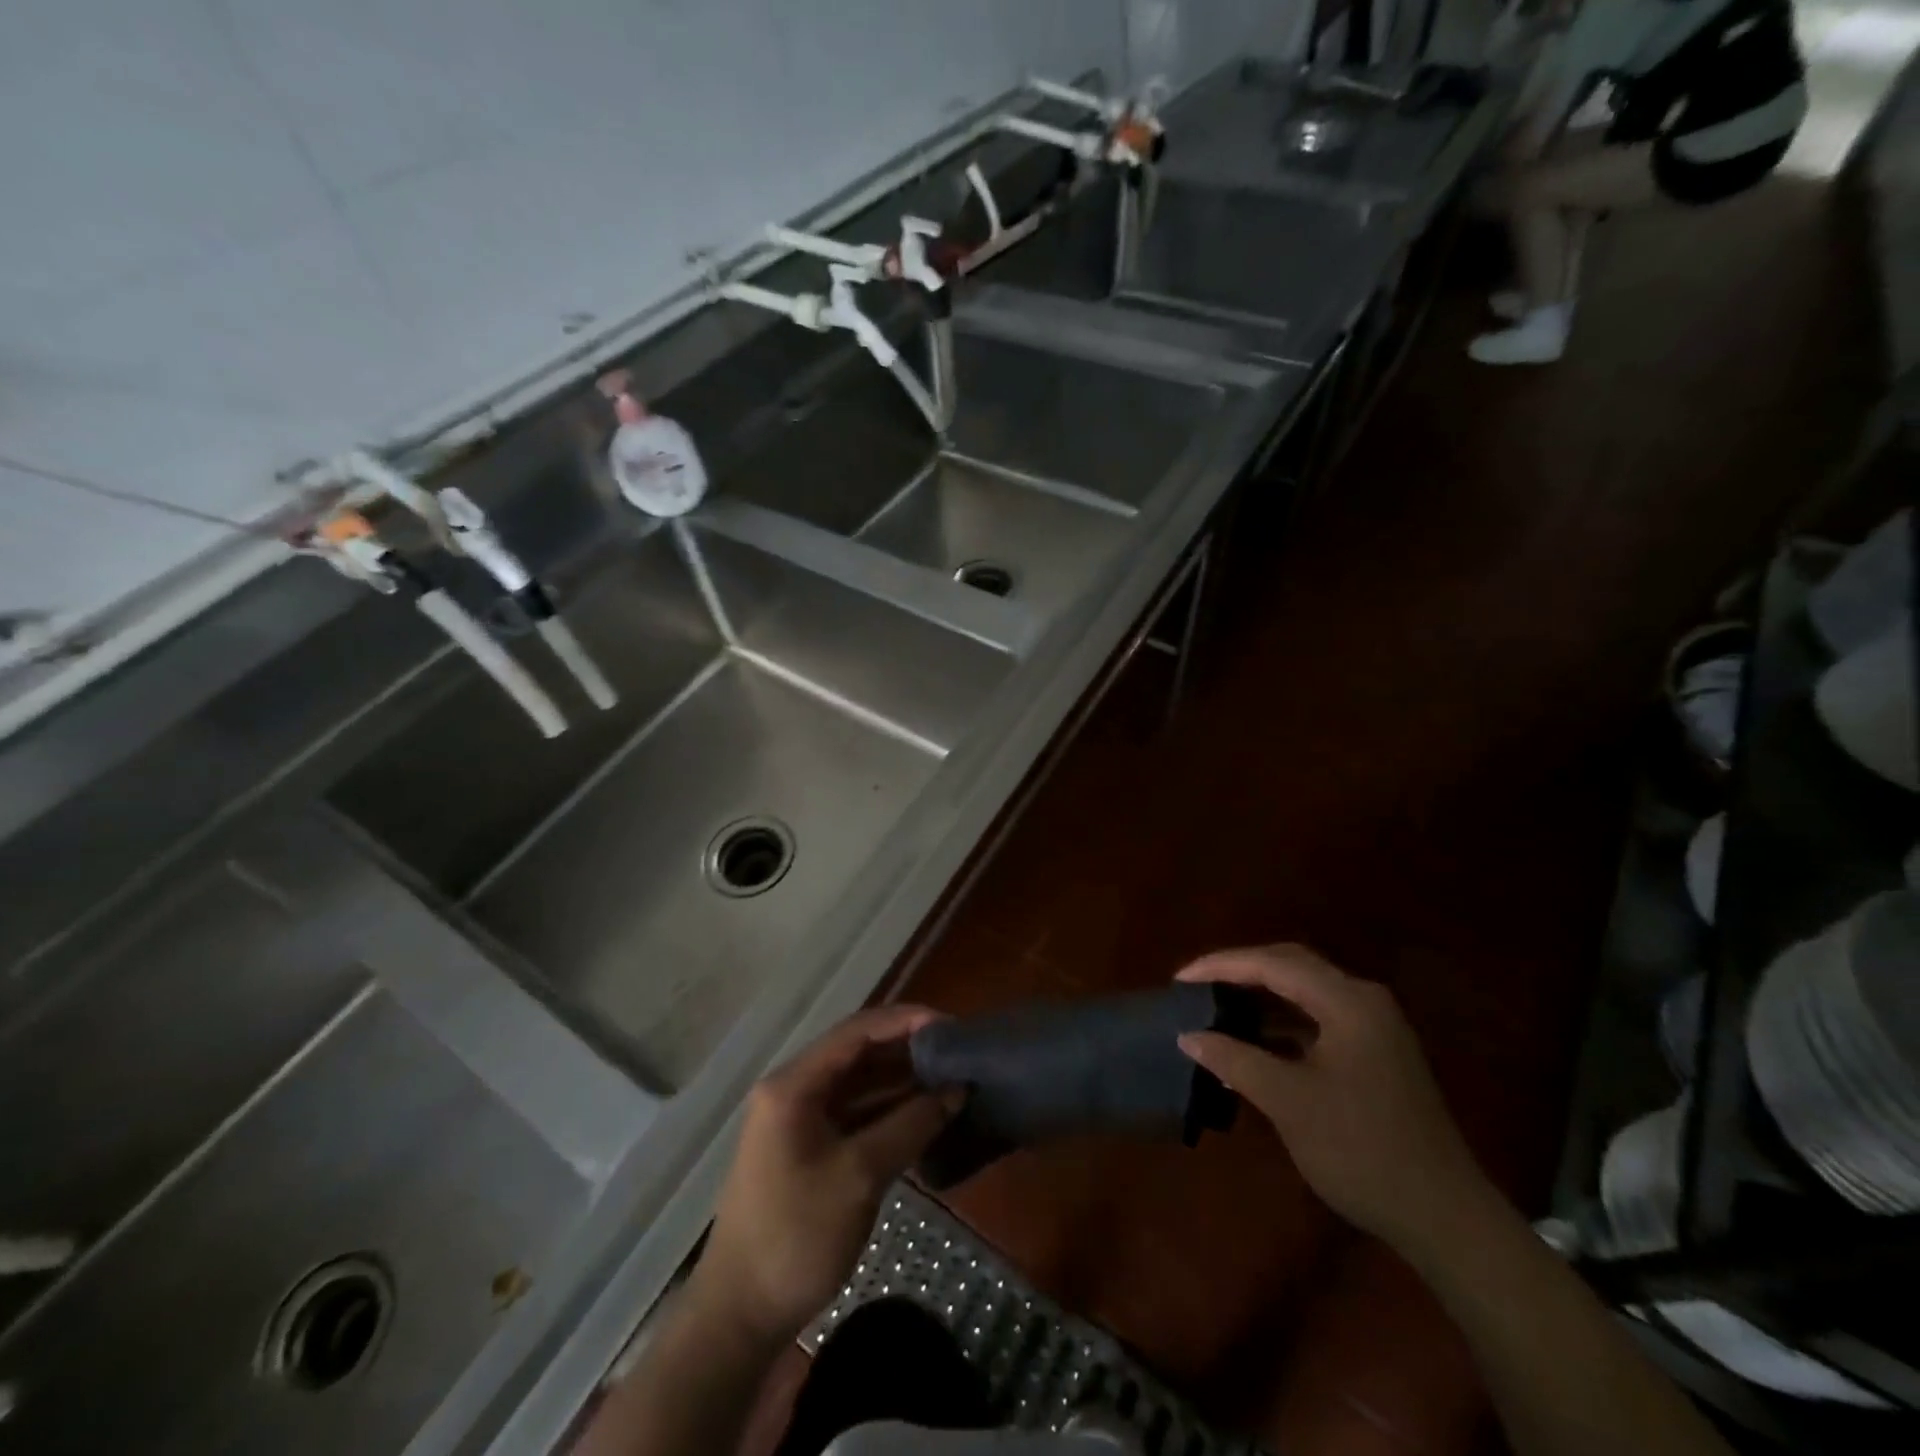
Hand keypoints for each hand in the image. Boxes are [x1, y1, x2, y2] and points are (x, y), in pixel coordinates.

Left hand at [694, 1005, 961, 1344]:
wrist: (739, 1317)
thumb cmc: (795, 1236)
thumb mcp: (860, 1176)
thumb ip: (910, 1125)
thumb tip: (957, 1090)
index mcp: (794, 1084)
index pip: (857, 1031)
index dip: (905, 1021)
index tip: (950, 1027)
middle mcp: (796, 1090)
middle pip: (859, 1053)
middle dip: (908, 1050)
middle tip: (958, 1053)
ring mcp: (801, 1120)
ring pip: (861, 1084)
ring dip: (903, 1081)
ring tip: (952, 1078)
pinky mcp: (811, 1148)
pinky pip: (857, 1114)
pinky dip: (890, 1111)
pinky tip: (927, 1114)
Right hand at [1176, 945, 1491, 1254]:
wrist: (1443, 1216)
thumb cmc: (1361, 1150)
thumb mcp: (1288, 1103)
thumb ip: (1234, 1060)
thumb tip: (1188, 1036)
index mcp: (1347, 1002)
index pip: (1272, 964)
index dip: (1221, 966)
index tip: (1180, 979)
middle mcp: (1363, 1000)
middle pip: (1290, 965)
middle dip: (1240, 970)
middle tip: (1197, 985)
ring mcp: (1374, 1026)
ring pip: (1304, 990)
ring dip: (1260, 994)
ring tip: (1216, 1004)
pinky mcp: (1374, 1051)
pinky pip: (1317, 1016)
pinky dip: (1281, 1020)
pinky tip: (1253, 1038)